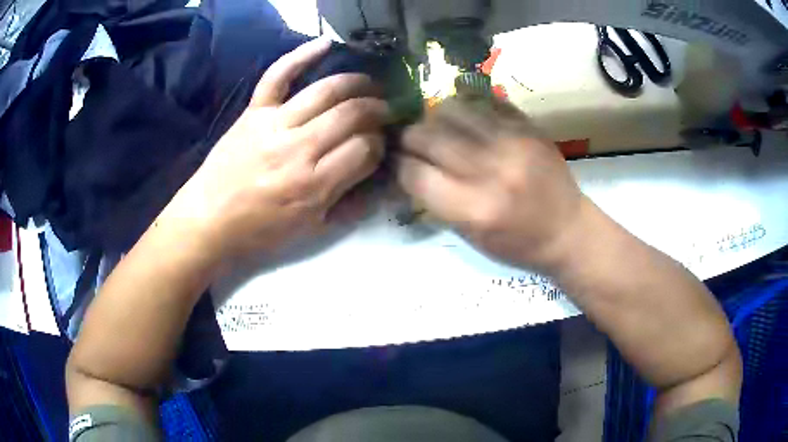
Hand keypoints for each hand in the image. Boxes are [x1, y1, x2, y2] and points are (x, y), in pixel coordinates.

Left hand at [162, 39, 389, 257]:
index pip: (365, 150)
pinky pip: (278, 75)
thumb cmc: (259, 231)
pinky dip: (301, 55)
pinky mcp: (254, 111)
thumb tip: (382, 181)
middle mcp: (298, 149)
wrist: (208, 220)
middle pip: (352, 115)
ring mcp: (274, 124)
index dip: (380, 145)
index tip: (379, 146)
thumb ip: (350, 205)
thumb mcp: (310, 230)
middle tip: (386, 111)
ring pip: (326, 91)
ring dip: (357, 83)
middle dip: (378, 110)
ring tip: (371, 85)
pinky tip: (326, 44)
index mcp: (314, 186)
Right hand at [397, 96, 584, 269]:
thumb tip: (407, 168)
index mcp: (474, 208)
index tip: (399, 164)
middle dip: (410, 139)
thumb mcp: (471, 237)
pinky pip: (484, 101)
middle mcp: (491, 170)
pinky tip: (467, 120)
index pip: (414, 173)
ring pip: (452, 109)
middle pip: (427, 136)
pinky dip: (467, 107)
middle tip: (412, 143)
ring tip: (439, 128)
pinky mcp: (528, 127)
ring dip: (435, 118)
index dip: (399, 167)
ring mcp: (513, 142)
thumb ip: (436, 201)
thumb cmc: (518, 244)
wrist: (568, 231)